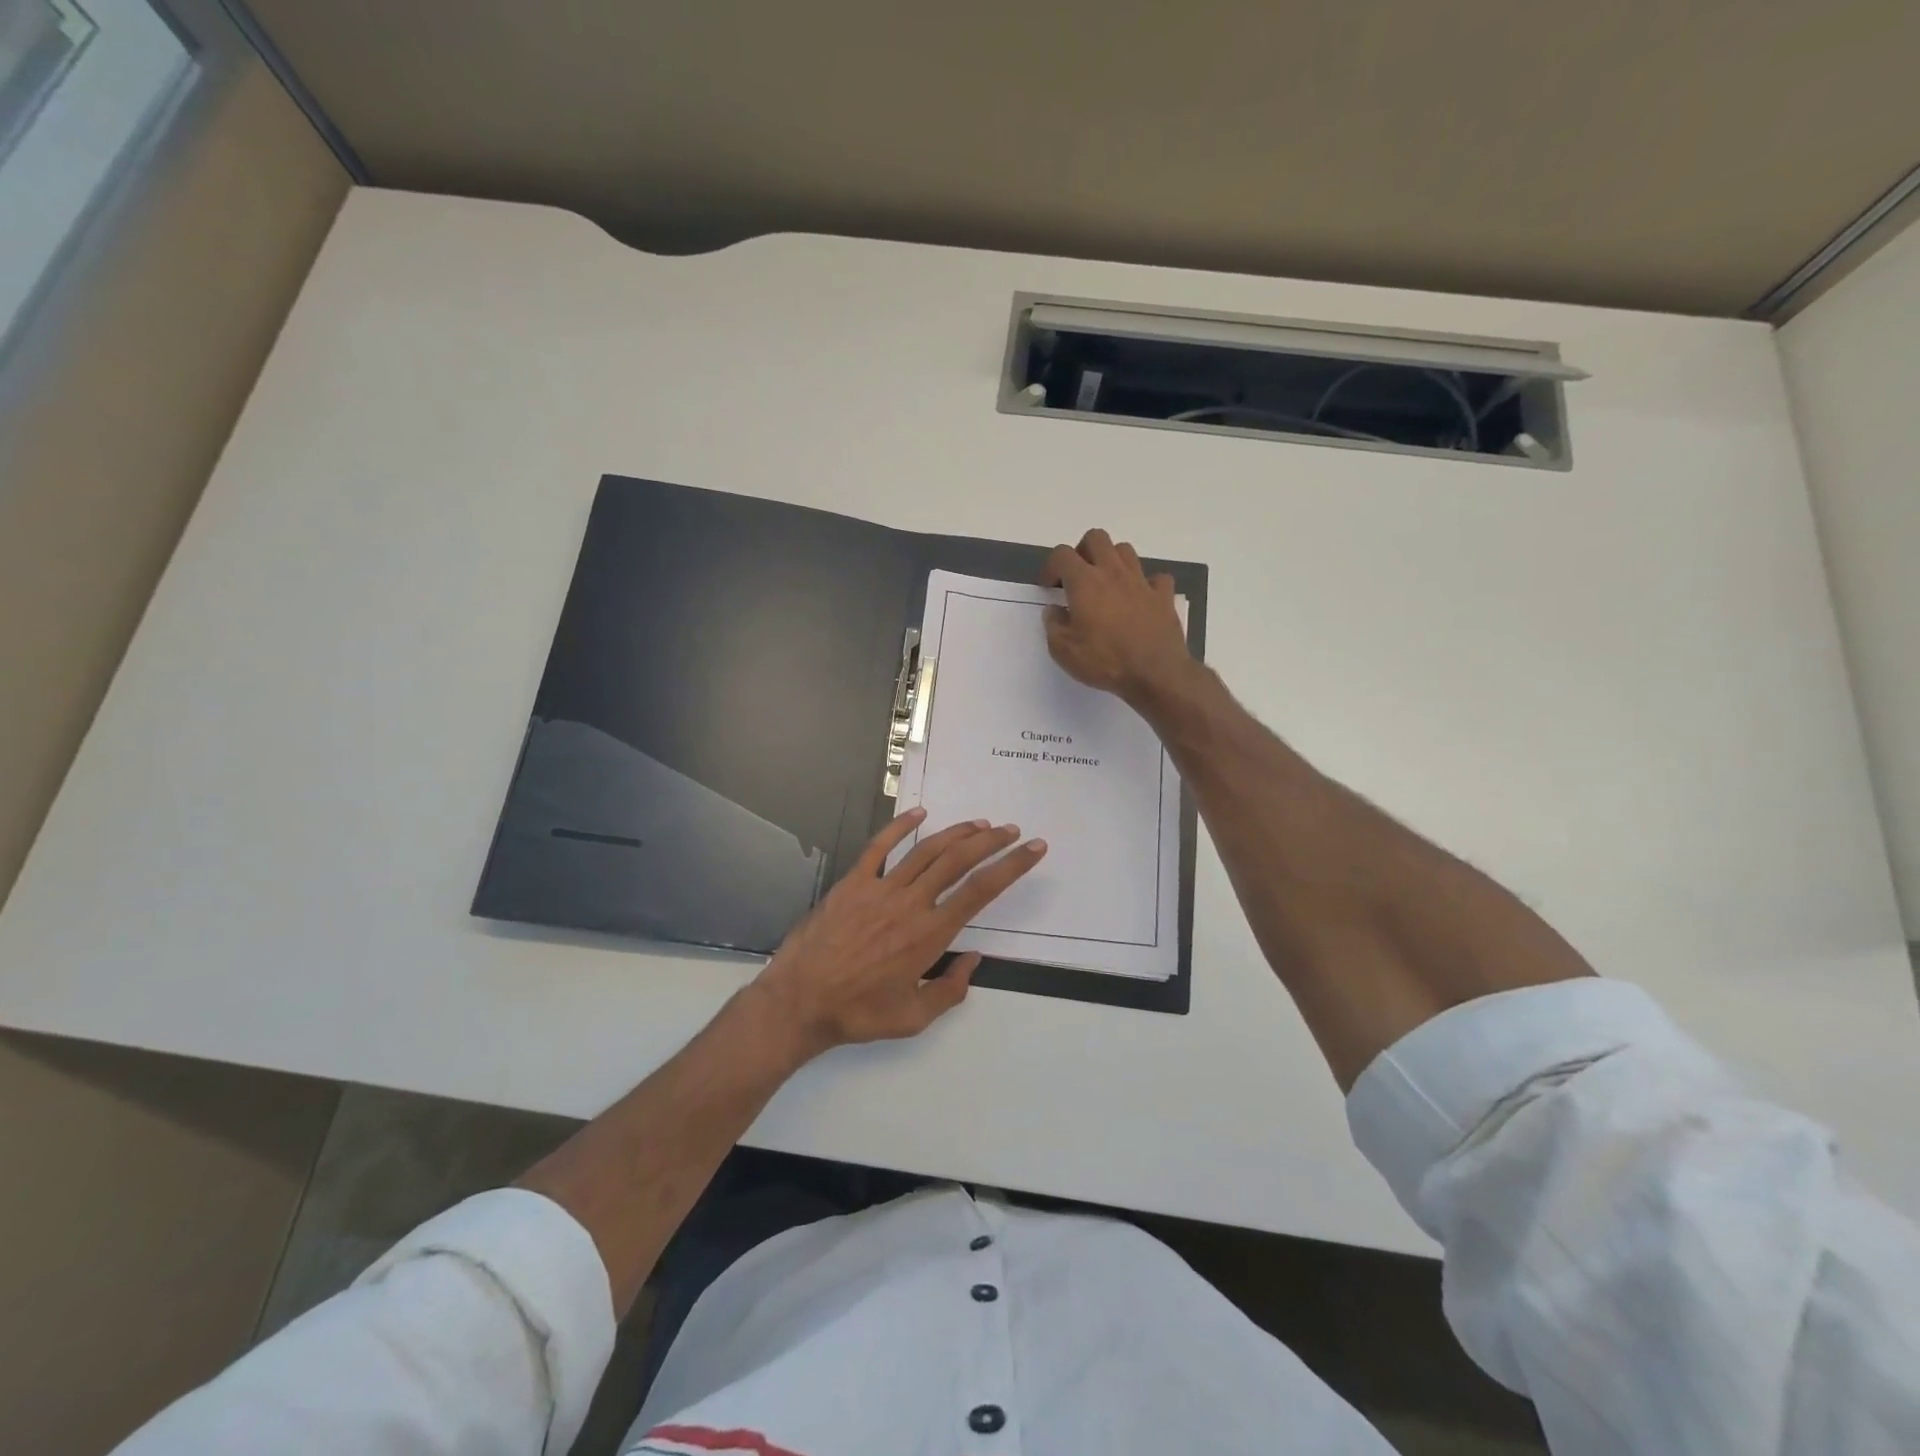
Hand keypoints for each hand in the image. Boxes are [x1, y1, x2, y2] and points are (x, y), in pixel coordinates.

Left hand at [750, 809, 1045, 1057]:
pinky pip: (879, 847)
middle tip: (1011, 830)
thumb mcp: (913, 1018)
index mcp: (930, 934)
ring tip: (979, 824)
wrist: (799, 1001)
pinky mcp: (853, 882)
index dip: (1012, 866)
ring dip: (956, 833)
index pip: (981, 891)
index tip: (1033, 850)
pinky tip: (918, 813)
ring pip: (926, 850)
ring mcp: (880, 888)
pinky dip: (900, 826)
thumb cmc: (858, 1012)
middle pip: (958, 861)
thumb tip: (972, 959)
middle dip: (990, 842)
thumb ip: (950, 990)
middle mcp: (911, 903)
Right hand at [1041, 528, 1193, 707]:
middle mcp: (1113, 573)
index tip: (1049, 587)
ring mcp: (1141, 582)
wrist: (1155, 673)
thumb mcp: (1064, 651)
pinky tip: (1140, 599)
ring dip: (1112, 561)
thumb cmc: (1105, 661)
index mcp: (1085, 582)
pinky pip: (1156, 578)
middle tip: (1077, 576)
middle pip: (1096, 538)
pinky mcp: (1163, 596)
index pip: (1062, 554)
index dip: (1051, 566)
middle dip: (1082, 551)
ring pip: (1125, 550)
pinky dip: (1146, 584)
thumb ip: (1053, 626)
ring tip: (1106, 584)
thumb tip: (1054, 610)